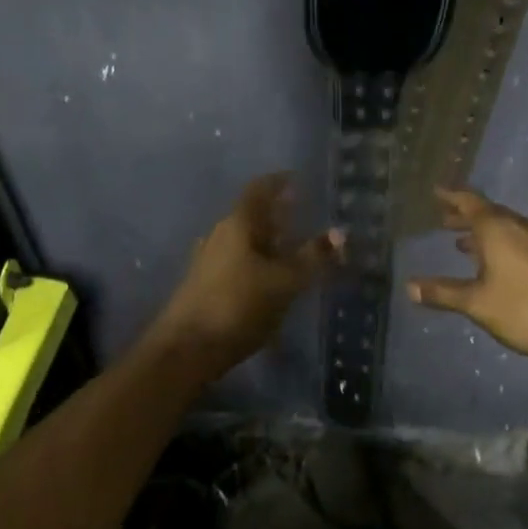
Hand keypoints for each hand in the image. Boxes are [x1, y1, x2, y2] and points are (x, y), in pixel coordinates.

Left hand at [153, 173, 341, 375]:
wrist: (186, 349)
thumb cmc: (238, 305)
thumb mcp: (284, 281)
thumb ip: (312, 257)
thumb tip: (341, 234)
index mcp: (237, 223)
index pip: (260, 189)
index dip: (280, 182)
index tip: (299, 180)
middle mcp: (220, 234)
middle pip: (252, 215)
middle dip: (278, 214)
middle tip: (305, 215)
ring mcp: (210, 260)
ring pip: (245, 241)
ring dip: (269, 241)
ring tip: (294, 249)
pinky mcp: (206, 285)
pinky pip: (239, 262)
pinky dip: (259, 263)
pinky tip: (273, 279)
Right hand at [407, 187, 527, 363]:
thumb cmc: (525, 308)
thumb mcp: (477, 303)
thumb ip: (443, 293)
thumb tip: (409, 287)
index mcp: (498, 229)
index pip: (470, 202)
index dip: (451, 196)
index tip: (436, 191)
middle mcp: (520, 227)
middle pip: (489, 213)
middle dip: (465, 216)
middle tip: (444, 220)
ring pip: (506, 228)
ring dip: (483, 233)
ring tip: (464, 244)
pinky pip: (520, 241)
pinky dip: (501, 245)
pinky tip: (497, 265)